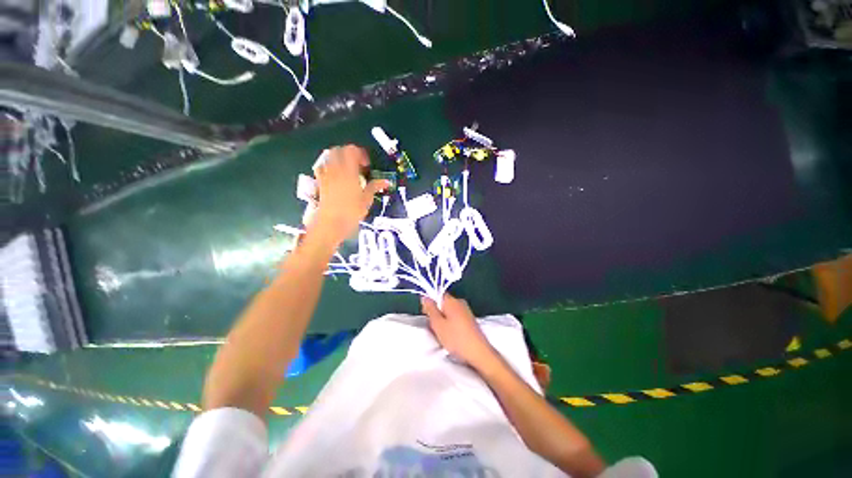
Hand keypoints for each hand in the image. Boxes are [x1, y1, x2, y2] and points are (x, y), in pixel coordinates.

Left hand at [312, 145, 387, 244]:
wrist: (331, 223)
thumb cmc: (351, 212)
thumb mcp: (366, 200)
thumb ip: (374, 187)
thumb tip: (386, 182)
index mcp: (349, 172)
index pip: (351, 151)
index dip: (360, 154)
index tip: (366, 165)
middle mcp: (335, 170)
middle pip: (338, 150)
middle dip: (348, 154)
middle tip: (356, 165)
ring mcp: (326, 176)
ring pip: (328, 157)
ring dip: (337, 158)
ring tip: (345, 169)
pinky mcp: (320, 183)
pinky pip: (320, 168)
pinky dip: (326, 167)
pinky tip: (333, 175)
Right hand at [421, 294, 494, 366]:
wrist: (479, 353)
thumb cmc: (456, 338)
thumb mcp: (438, 324)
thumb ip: (430, 309)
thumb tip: (425, 297)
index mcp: (452, 301)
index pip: (438, 294)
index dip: (430, 303)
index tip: (426, 315)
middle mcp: (460, 302)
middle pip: (443, 303)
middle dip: (436, 313)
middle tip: (433, 327)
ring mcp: (466, 311)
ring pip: (449, 311)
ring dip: (443, 320)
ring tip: (442, 333)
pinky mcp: (470, 320)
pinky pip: (456, 317)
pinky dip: (451, 324)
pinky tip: (451, 335)